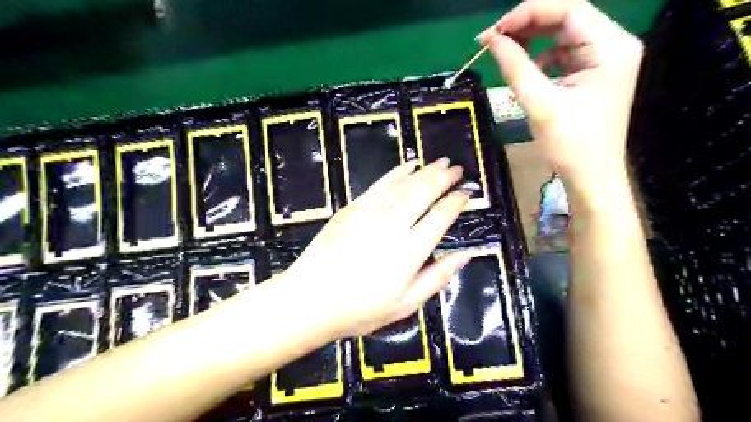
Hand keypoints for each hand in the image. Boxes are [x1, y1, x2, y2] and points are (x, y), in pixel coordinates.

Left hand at [282, 158, 467, 336]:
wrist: (310, 300)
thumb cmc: (360, 310)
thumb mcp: (406, 304)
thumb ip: (437, 278)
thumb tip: (466, 255)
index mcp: (410, 252)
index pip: (440, 217)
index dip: (456, 202)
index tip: (466, 192)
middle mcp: (393, 226)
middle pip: (424, 193)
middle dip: (443, 178)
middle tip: (457, 168)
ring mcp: (370, 213)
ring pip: (403, 185)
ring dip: (424, 171)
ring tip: (439, 162)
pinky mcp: (352, 208)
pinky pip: (379, 184)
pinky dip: (396, 172)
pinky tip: (408, 165)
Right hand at [481, 0, 645, 201]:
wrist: (592, 176)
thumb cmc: (571, 144)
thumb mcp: (540, 103)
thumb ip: (515, 66)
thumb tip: (492, 40)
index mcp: (610, 47)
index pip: (568, 9)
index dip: (527, 13)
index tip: (494, 32)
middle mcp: (614, 45)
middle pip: (566, 18)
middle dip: (527, 26)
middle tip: (493, 40)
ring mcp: (605, 59)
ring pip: (563, 35)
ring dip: (532, 41)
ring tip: (505, 53)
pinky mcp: (594, 73)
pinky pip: (564, 54)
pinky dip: (541, 58)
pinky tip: (526, 72)